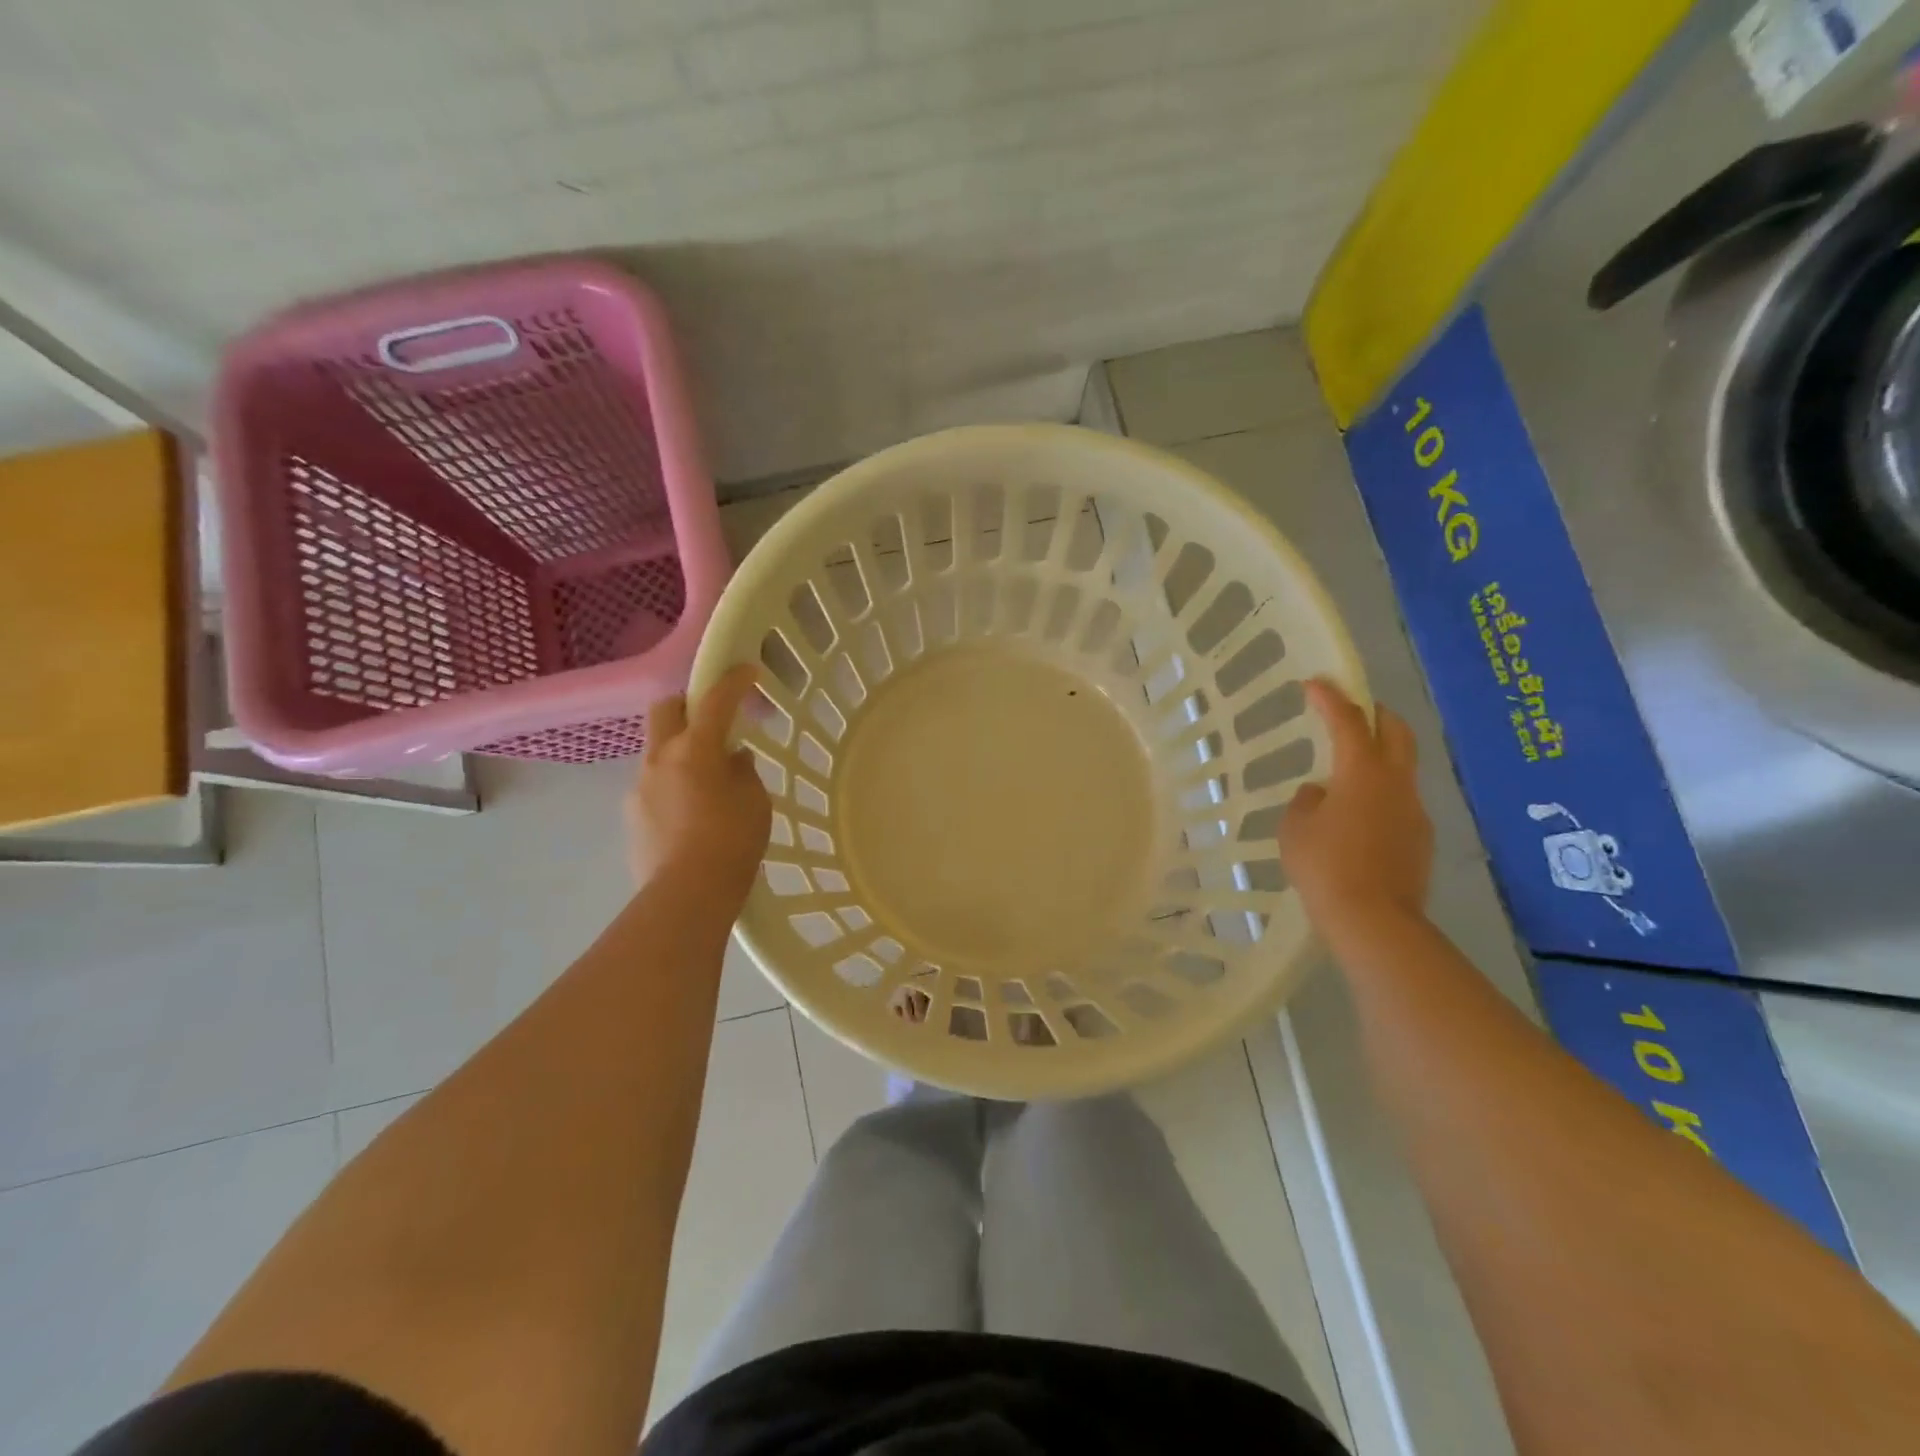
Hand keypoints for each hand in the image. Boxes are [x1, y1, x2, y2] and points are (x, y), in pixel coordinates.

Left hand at [628, 664, 771, 901]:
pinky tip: (692, 811)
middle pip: (666, 709)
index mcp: (695, 748)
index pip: (715, 699)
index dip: (733, 680)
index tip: (748, 670)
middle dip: (689, 703)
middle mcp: (660, 758)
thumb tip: (733, 759)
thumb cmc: (732, 842)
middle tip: (713, 719)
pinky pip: (654, 783)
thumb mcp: (755, 803)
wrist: (686, 895)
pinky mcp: (633, 814)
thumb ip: (743, 772)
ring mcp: (640, 786)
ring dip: (681, 749)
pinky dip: (673, 783)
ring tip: (707, 778)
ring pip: (658, 749)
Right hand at [1279, 678, 1432, 930]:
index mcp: (1361, 772)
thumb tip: (1321, 793)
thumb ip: (1306, 802)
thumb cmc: (1324, 866)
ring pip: (1402, 768)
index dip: (1330, 698)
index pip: (1347, 721)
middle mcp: (1396, 783)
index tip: (1315, 683)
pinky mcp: (1421, 839)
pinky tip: (1359, 819)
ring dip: (1379, 758)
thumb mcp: (1295, 830)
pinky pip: (1400, 802)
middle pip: (1396, 732)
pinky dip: (1382, 795)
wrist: (1374, 920)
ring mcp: (1414, 811)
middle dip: (1375, 714)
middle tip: (1354, 710)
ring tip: (1349, 774)